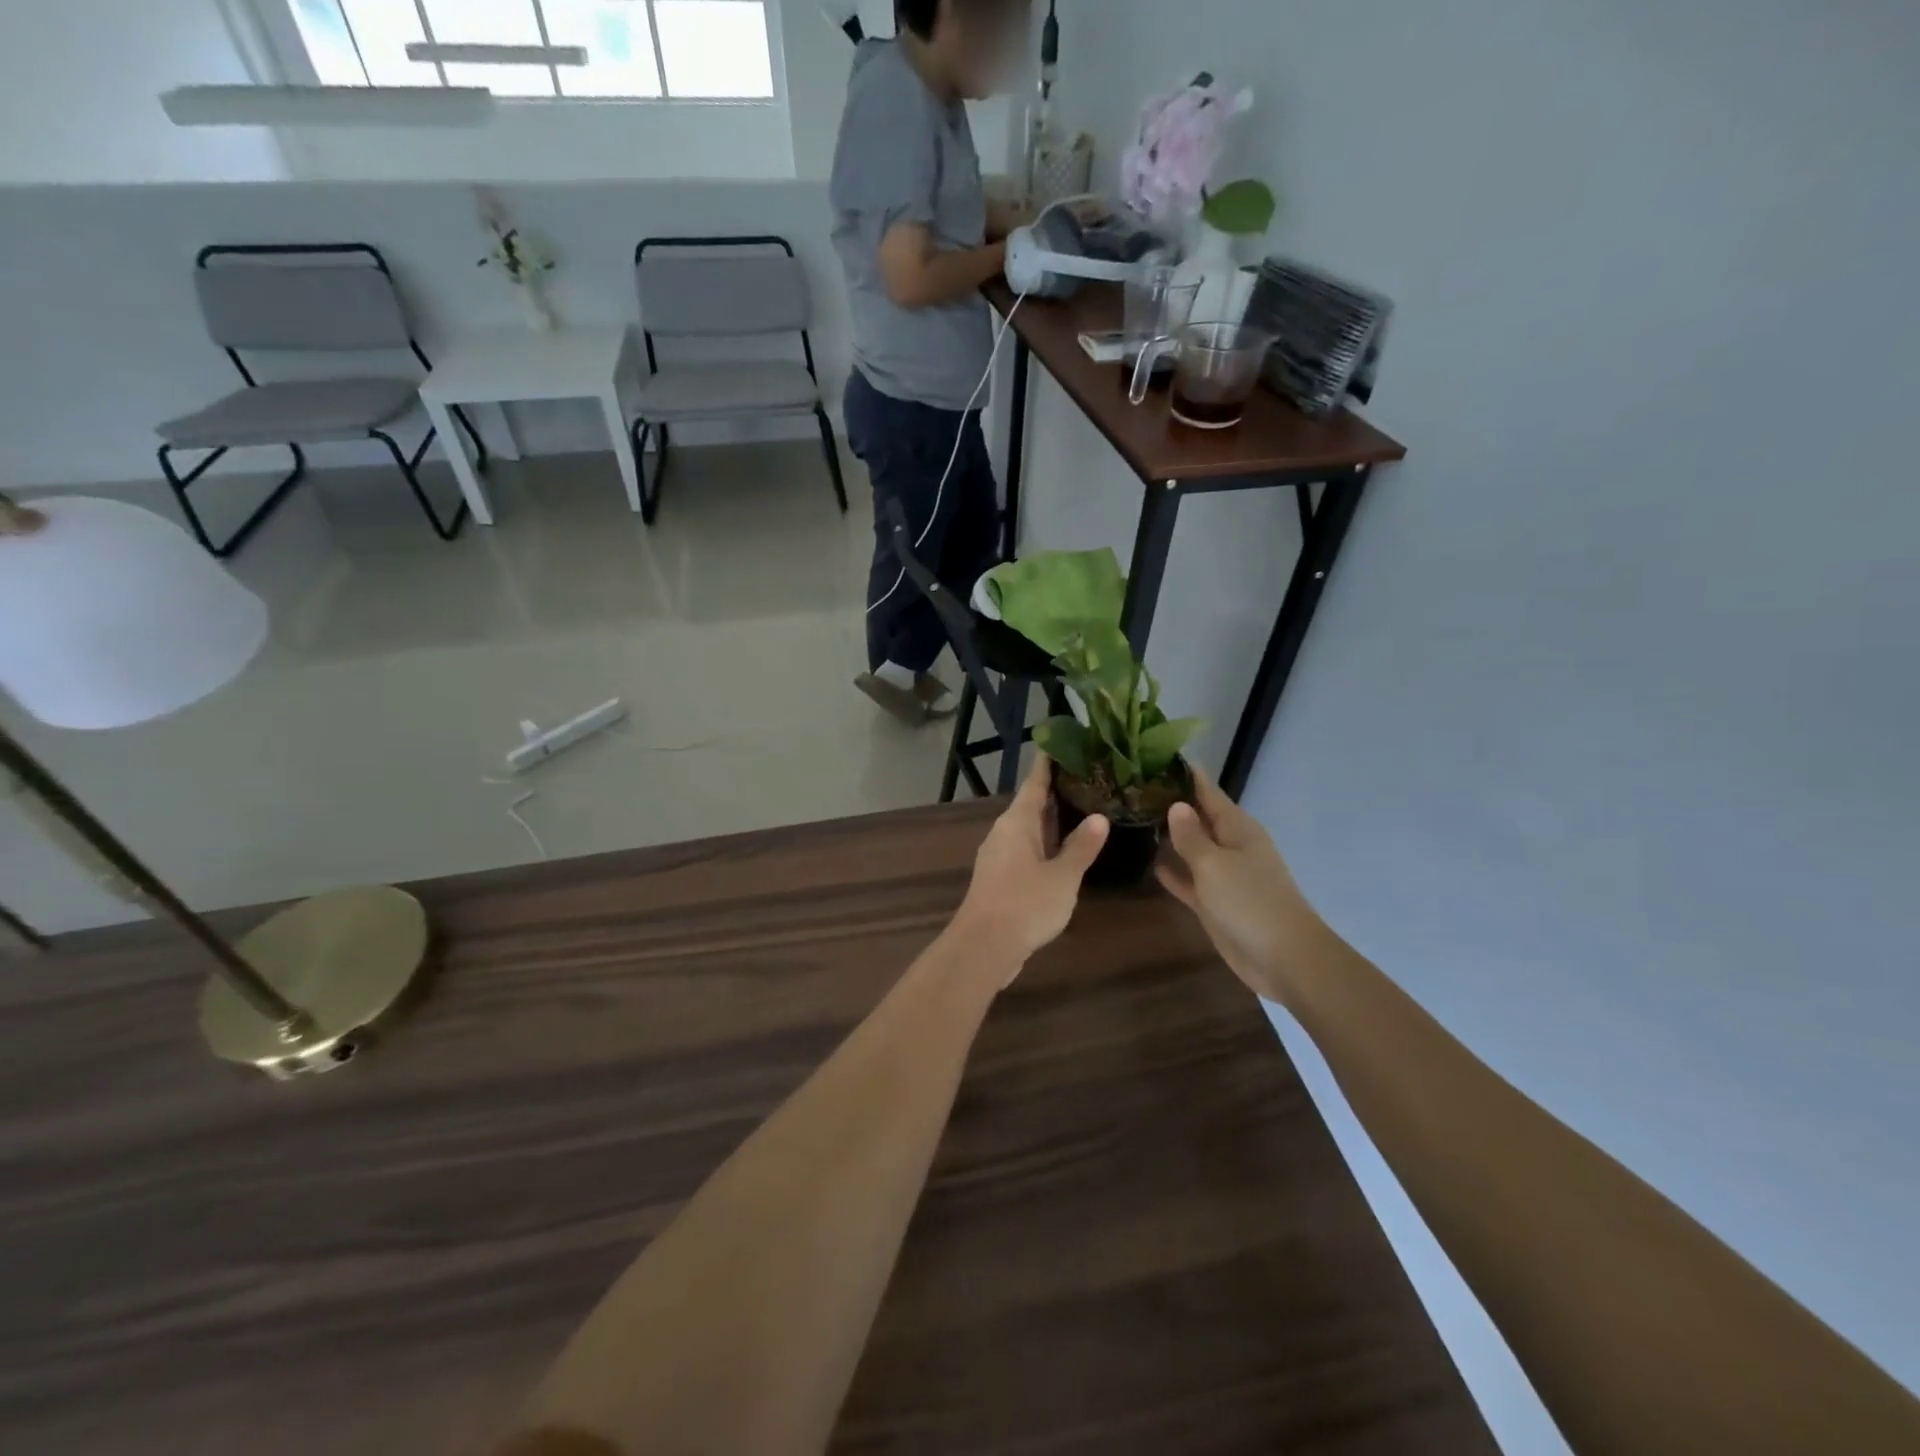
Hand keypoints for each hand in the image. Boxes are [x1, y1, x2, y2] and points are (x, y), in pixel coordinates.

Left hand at [953, 756, 1108, 973]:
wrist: (984, 947)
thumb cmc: (1025, 904)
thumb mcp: (1062, 877)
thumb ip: (1080, 847)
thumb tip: (1099, 817)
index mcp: (1017, 822)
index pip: (1035, 782)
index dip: (1049, 762)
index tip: (1063, 742)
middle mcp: (1004, 832)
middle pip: (1031, 804)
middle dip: (1056, 791)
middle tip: (1088, 776)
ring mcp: (999, 855)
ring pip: (1028, 828)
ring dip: (1052, 819)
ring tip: (1083, 809)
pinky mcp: (1000, 877)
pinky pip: (1026, 849)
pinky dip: (1045, 843)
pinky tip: (1064, 850)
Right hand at [1155, 766, 1319, 1004]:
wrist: (1284, 959)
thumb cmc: (1250, 903)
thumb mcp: (1214, 864)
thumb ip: (1191, 836)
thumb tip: (1176, 805)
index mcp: (1237, 828)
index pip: (1207, 791)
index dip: (1184, 775)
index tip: (1155, 756)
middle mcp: (1231, 846)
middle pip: (1198, 818)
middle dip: (1171, 803)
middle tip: (1132, 787)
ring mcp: (1223, 875)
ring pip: (1192, 848)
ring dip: (1169, 836)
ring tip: (1133, 818)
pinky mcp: (1215, 903)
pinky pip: (1190, 879)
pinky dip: (1173, 871)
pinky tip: (1150, 863)